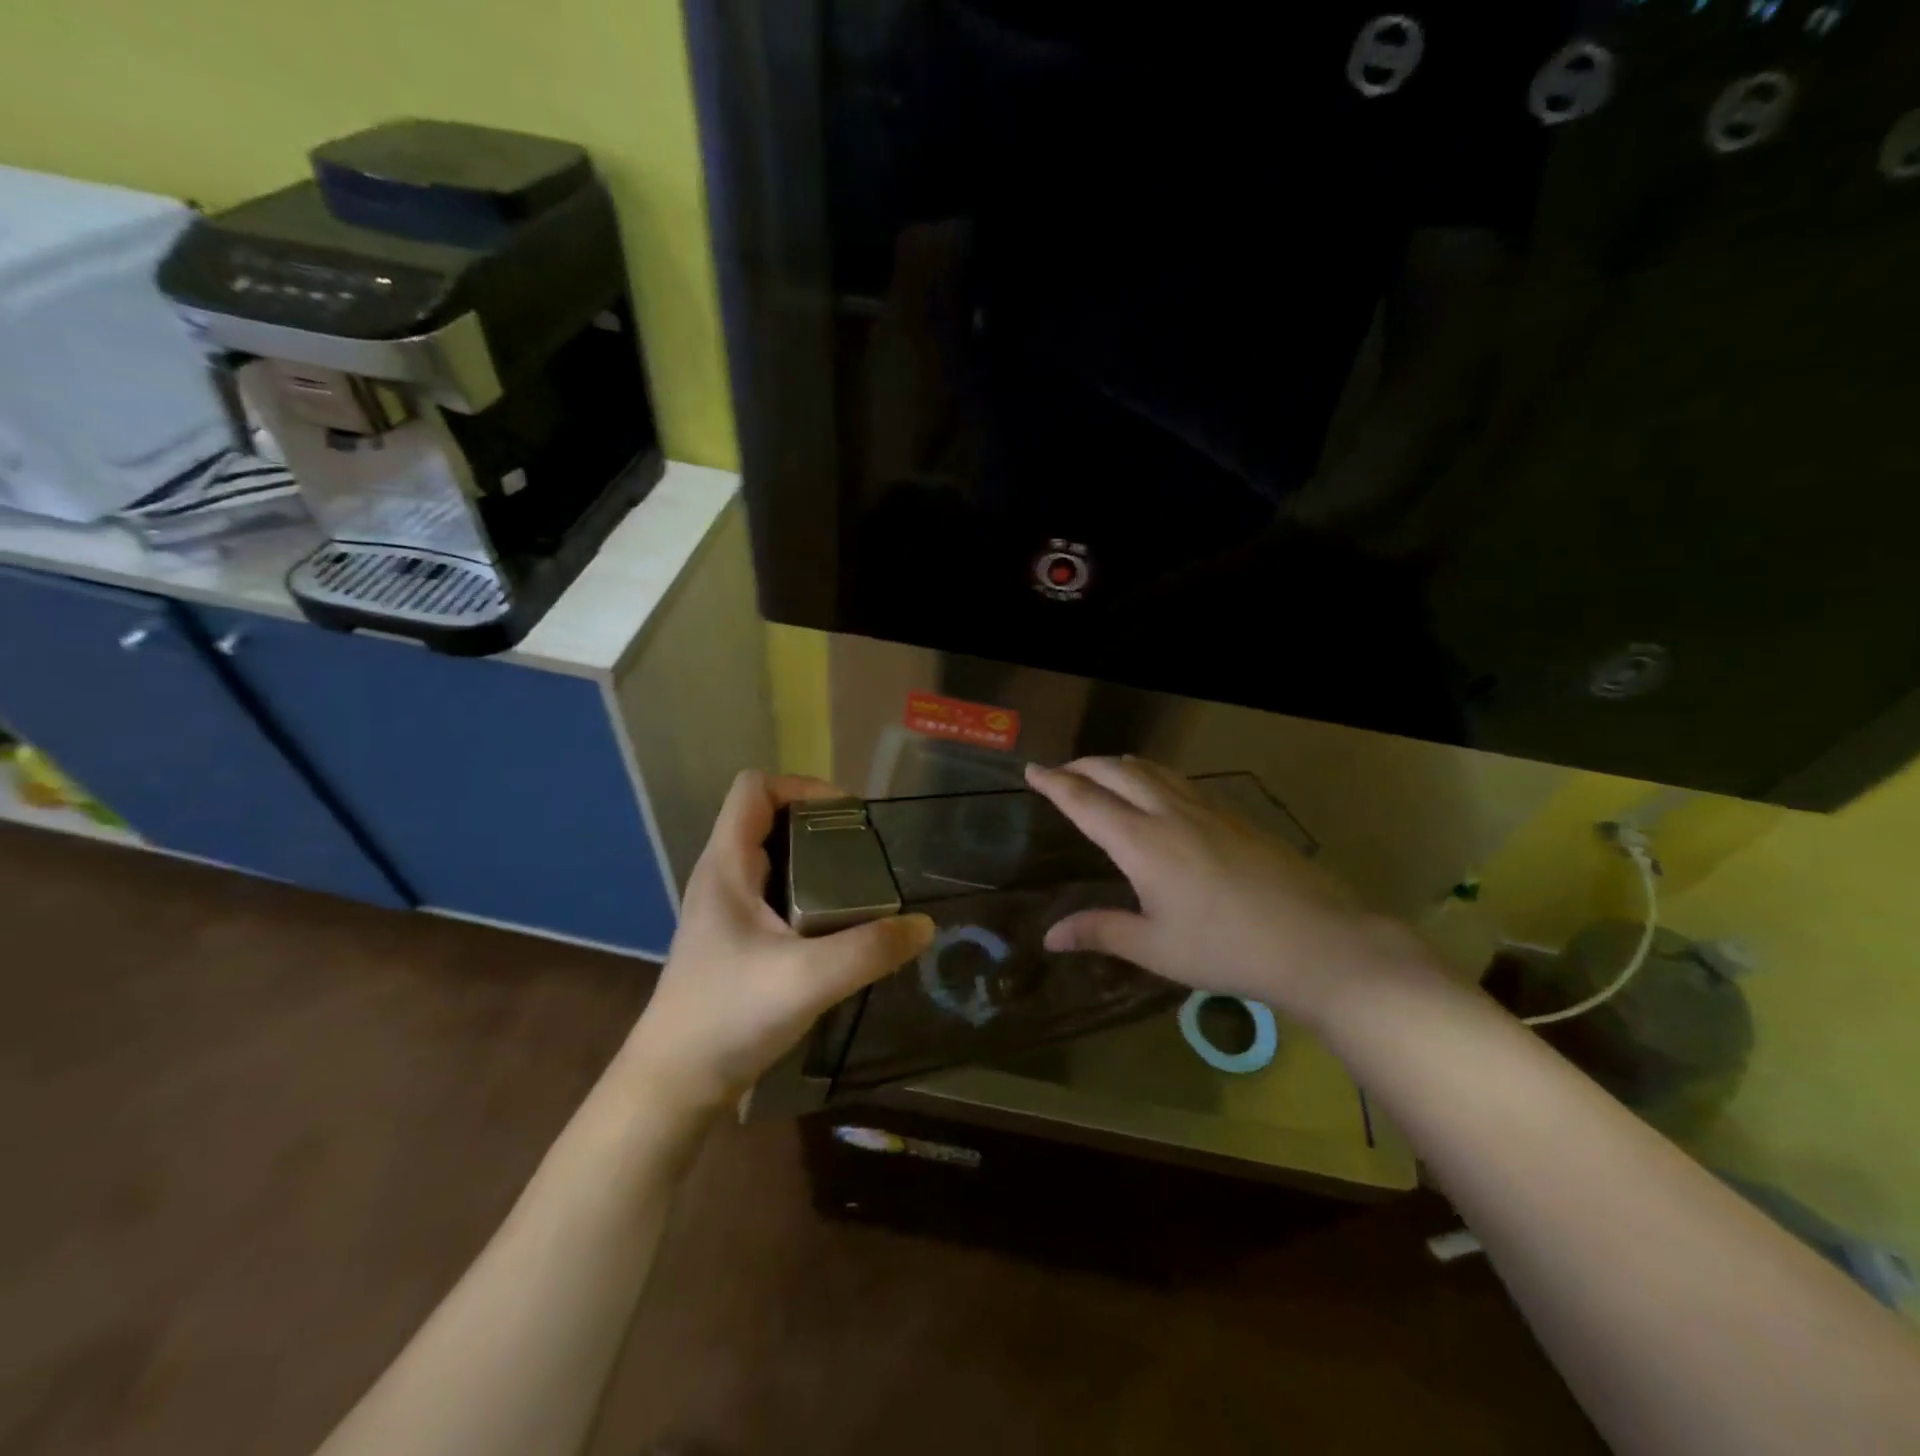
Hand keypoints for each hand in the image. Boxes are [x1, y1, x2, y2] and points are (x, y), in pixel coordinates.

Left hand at [627, 771, 934, 1114]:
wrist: (674, 1084)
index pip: (755, 788)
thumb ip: (869, 950)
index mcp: (726, 866)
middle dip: (821, 826)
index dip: (802, 786)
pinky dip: (810, 895)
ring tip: (862, 887)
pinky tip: (838, 927)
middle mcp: (723, 877)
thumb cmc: (728, 1016)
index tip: (848, 816)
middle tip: (867, 854)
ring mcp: (727, 910)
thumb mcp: (807, 979)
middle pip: (769, 819)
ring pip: (776, 859)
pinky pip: (778, 895)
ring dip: (818, 863)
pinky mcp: (736, 940)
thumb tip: (924, 926)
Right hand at [1025, 757, 1432, 1025]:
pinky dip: (1151, 774)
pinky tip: (1158, 792)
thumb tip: (1049, 937)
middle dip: (1082, 765)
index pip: (1085, 801)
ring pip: (1152, 769)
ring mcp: (1208, 809)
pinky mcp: (1235, 815)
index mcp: (1142, 842)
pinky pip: (1180, 780)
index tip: (1031, 769)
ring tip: (1101, 772)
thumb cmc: (1228, 950)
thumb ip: (1100, 932)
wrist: (1319, 942)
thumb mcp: (1156, 949)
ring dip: (1117, 764)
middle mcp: (1170, 813)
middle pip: (1116, 771)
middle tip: (1060, 771)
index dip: (1054, 783)